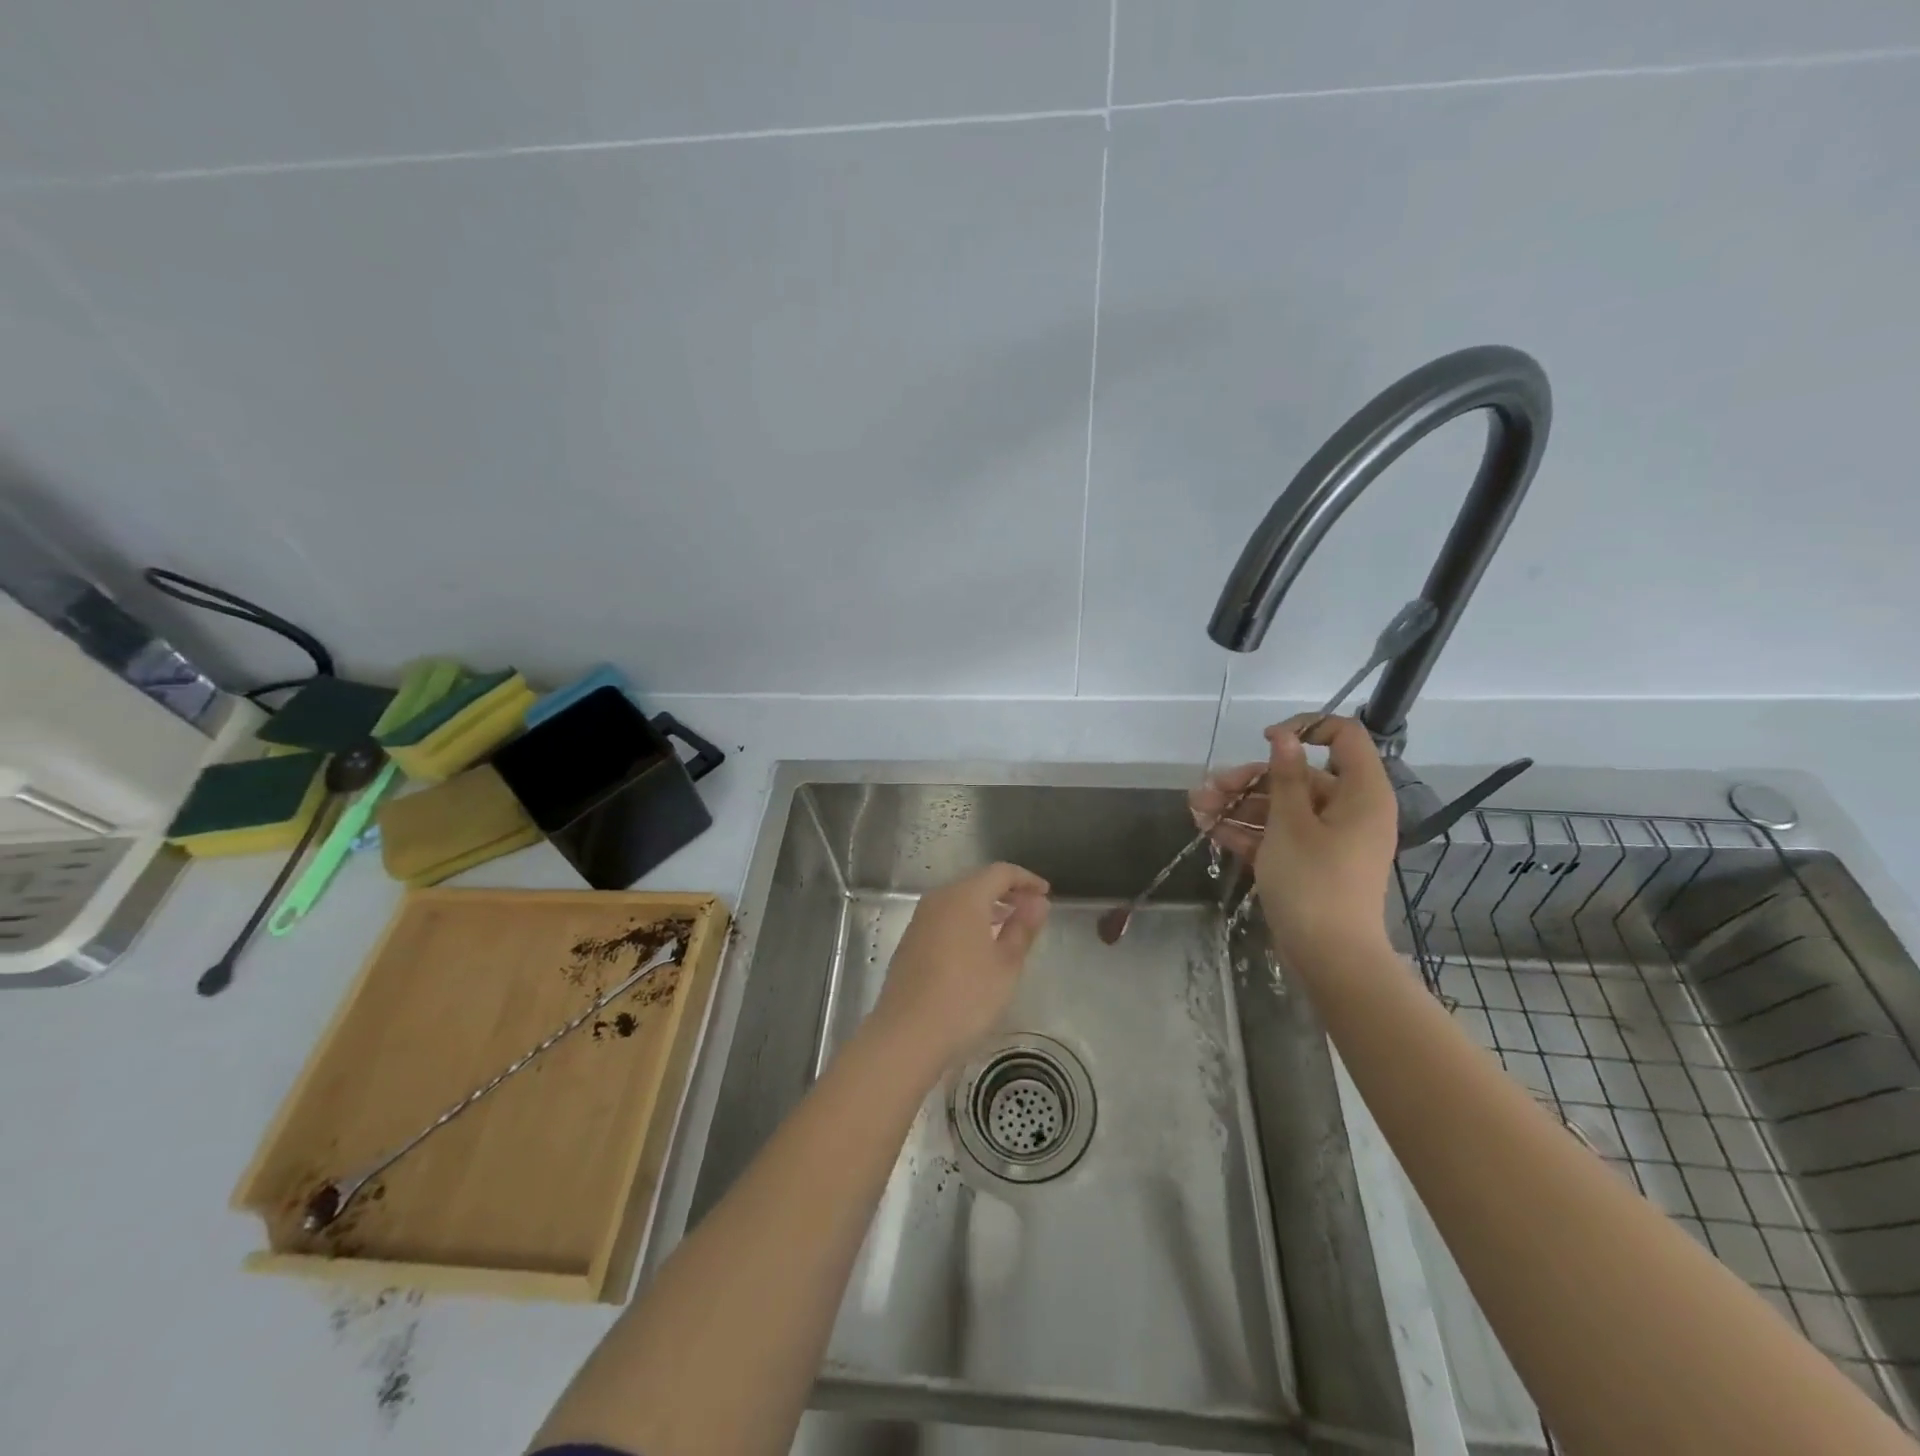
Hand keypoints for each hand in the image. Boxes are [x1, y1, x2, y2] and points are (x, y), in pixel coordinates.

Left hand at [871, 862, 1050, 1071]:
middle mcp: (938, 899)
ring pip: (959, 901)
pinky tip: (979, 948)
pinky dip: (967, 922)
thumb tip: (1038, 902)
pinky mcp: (910, 942)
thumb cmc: (966, 997)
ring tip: (1009, 929)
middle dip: (1007, 893)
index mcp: (964, 897)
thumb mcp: (1006, 965)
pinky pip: (945, 919)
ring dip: (987, 908)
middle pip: (977, 883)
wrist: (907, 1035)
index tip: (1046, 893)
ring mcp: (920, 920)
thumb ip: (1023, 928)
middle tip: (1031, 912)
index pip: (1000, 872)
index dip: (1026, 879)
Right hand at [1189, 715, 1398, 963]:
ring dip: (1239, 807)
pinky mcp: (1311, 863)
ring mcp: (1329, 839)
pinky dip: (1249, 832)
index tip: (1264, 740)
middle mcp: (1349, 810)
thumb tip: (1284, 736)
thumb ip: (1285, 776)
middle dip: (1249, 780)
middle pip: (1298, 777)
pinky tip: (1211, 832)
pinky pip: (1280, 836)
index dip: (1304, 729)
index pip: (1344, 737)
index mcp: (1360, 793)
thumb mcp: (1291, 823)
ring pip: (1282, 808)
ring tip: (1196, 811)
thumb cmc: (1313, 881)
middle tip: (1208, 788)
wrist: (1329, 957)